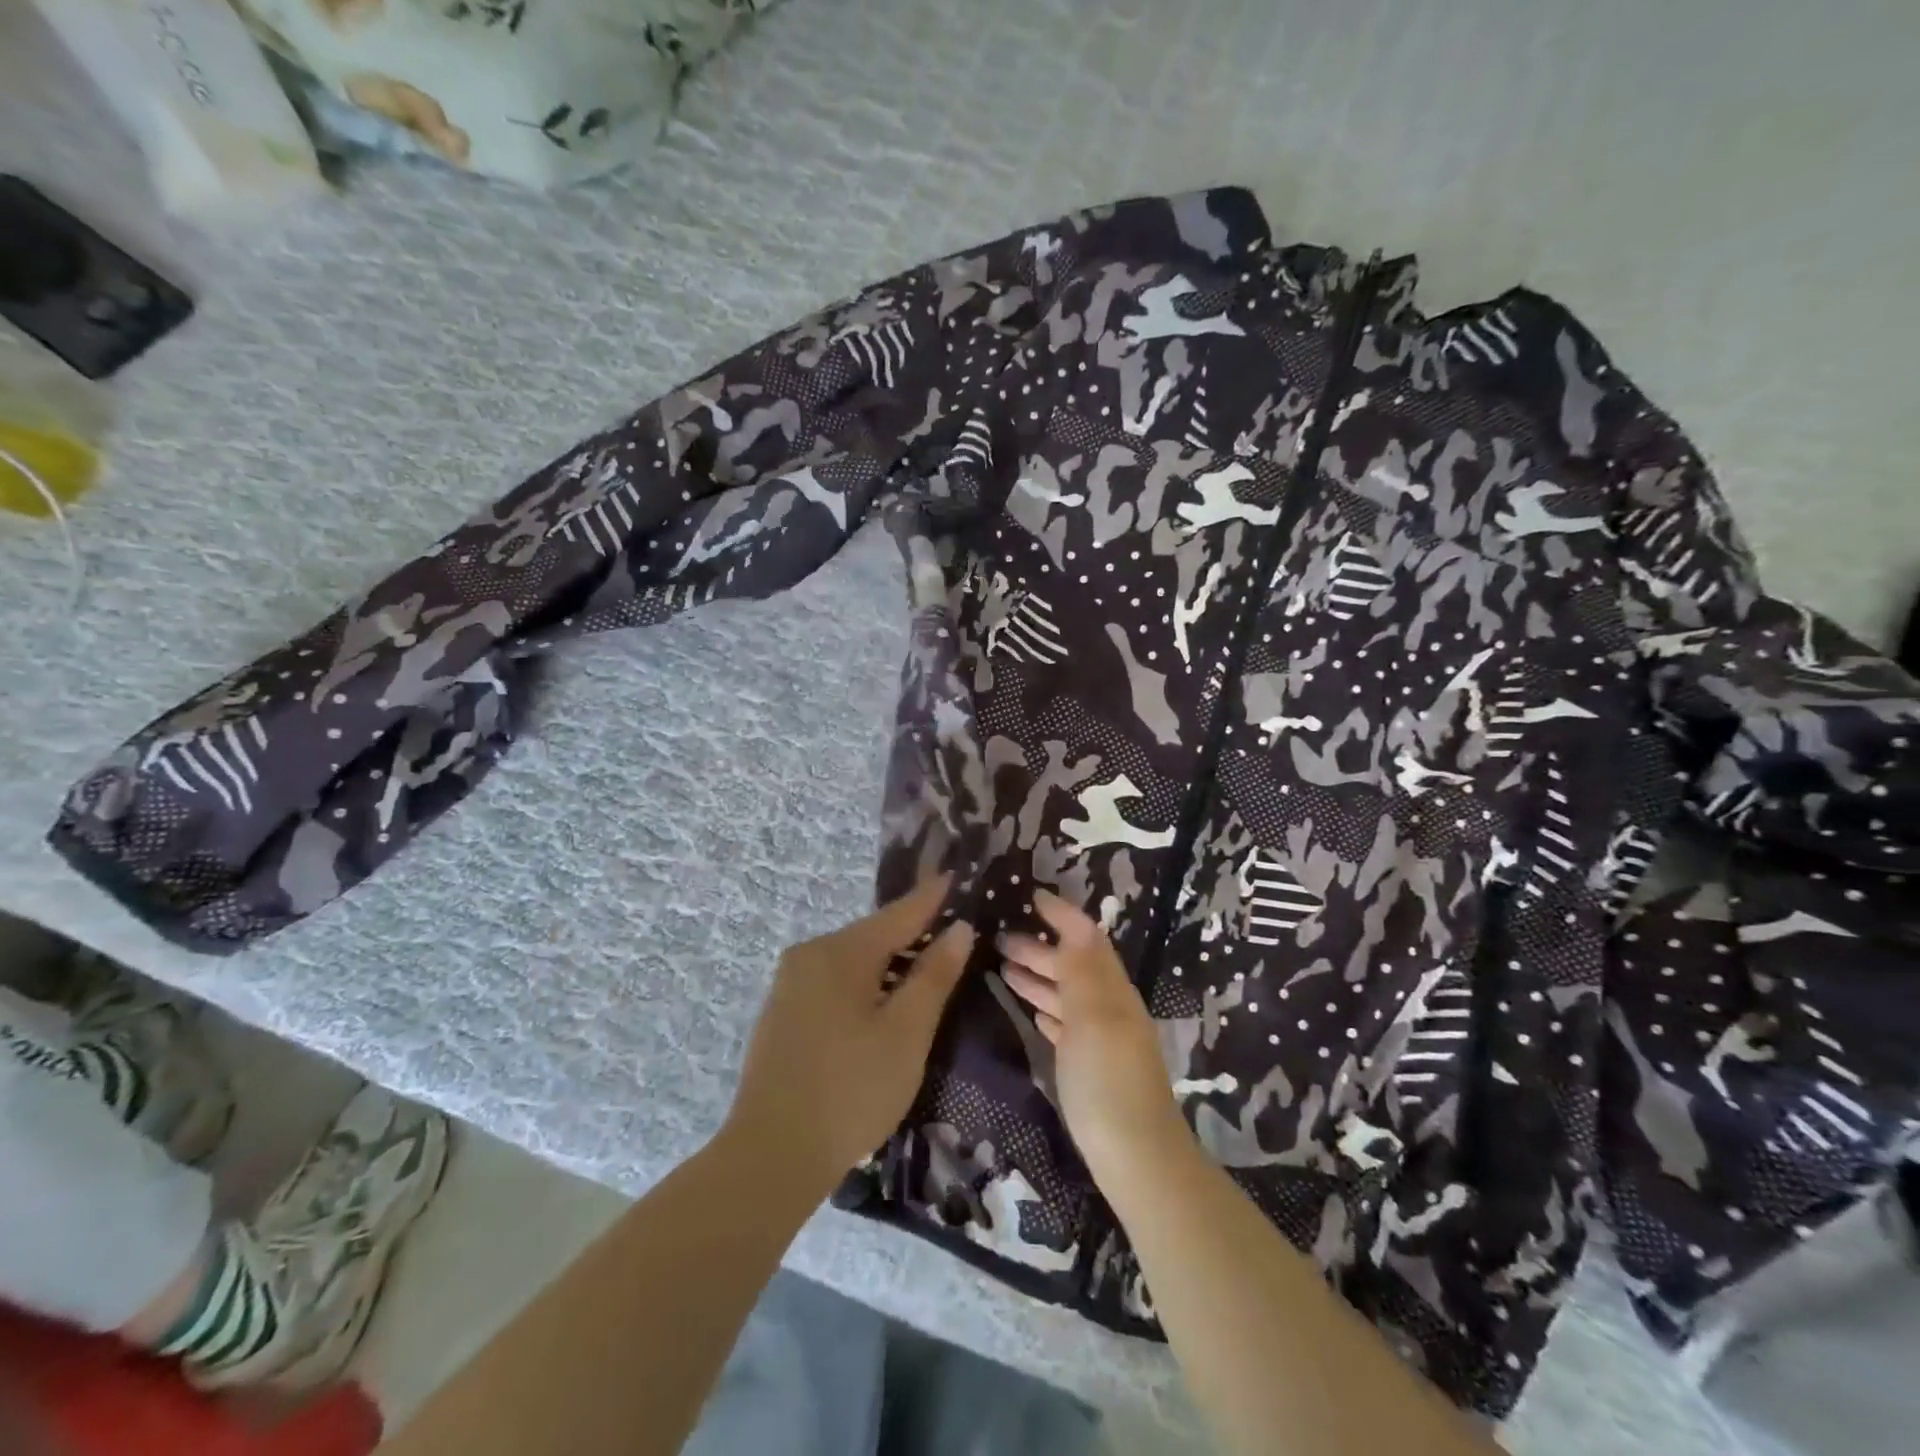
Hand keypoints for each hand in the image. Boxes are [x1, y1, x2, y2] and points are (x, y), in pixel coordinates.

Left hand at [724, 875, 974, 1197]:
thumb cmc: (851, 1090)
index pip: (900, 913)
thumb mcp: (906, 1033)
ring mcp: (790, 984)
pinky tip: (881, 1006)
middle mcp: (810, 954)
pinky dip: (865, 984)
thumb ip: (934, 976)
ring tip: (927, 971)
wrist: (771, 1155)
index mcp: (841, 952)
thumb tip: (959, 928)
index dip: (932, 897)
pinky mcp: (782, 1013)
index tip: (956, 875)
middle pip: (875, 935)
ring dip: (890, 964)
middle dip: (913, 935)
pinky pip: (835, 982)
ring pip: (854, 960)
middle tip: (952, 934)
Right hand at [999, 890, 1190, 1190]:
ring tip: (1003, 967)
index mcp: (1112, 990)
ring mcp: (1102, 1039)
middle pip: (1073, 965)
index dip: (1062, 914)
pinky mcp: (1091, 1067)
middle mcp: (1109, 1007)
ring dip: (1039, 976)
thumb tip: (1074, 920)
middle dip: (1040, 947)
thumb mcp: (1093, 1016)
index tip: (1031, 896)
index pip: (1086, 938)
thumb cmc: (1108, 1081)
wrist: (1136, 1159)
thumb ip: (1082, 968)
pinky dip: (1047, 1009)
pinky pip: (1066, 1024)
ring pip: (1067, 994)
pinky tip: (1032, 1011)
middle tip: (1000, 938)